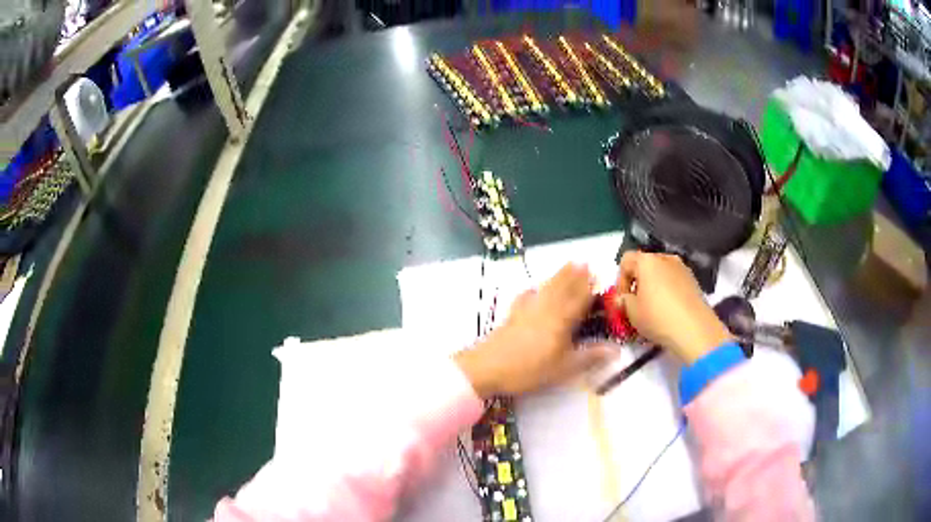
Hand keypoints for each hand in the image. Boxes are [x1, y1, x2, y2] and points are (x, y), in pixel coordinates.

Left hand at [455, 264, 615, 397]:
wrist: (487, 367)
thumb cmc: (529, 369)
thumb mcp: (564, 368)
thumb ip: (590, 357)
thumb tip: (616, 350)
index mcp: (561, 320)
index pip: (579, 299)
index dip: (589, 287)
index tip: (598, 273)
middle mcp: (546, 310)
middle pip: (563, 288)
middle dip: (575, 275)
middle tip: (584, 261)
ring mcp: (527, 310)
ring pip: (547, 289)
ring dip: (558, 276)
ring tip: (568, 264)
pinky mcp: (512, 316)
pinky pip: (526, 297)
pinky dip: (532, 290)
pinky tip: (532, 287)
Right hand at [615, 251, 731, 363]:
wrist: (694, 329)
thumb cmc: (658, 317)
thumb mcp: (631, 312)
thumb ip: (622, 301)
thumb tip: (622, 298)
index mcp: (647, 261)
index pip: (626, 260)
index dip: (620, 280)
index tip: (622, 299)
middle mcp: (665, 258)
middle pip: (645, 265)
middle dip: (638, 282)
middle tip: (636, 303)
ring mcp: (682, 268)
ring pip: (661, 273)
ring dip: (653, 286)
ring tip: (653, 308)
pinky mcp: (693, 280)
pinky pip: (674, 281)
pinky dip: (668, 291)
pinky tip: (668, 310)